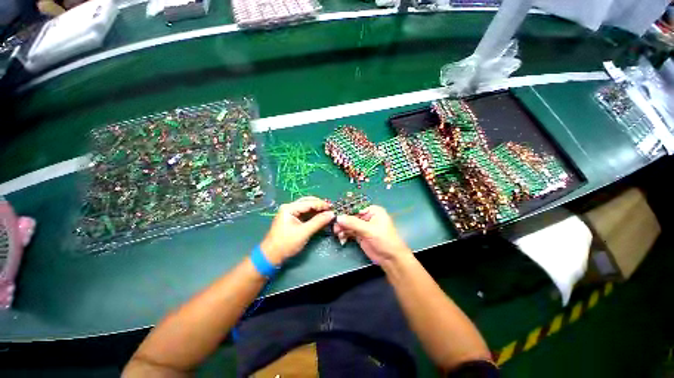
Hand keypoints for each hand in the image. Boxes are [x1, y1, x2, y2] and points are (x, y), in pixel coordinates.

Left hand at [261, 197, 334, 264]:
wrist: (271, 256)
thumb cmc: (286, 243)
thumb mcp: (304, 232)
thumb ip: (318, 222)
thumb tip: (332, 214)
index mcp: (290, 208)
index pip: (309, 202)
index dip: (322, 205)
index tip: (333, 208)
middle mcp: (290, 207)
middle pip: (308, 202)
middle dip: (320, 206)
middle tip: (331, 210)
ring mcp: (291, 213)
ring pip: (307, 207)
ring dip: (317, 210)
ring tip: (328, 213)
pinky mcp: (292, 219)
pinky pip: (305, 214)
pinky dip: (313, 215)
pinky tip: (321, 217)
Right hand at [333, 205, 411, 265]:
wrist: (390, 259)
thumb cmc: (384, 240)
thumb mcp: (369, 230)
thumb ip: (353, 223)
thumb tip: (338, 217)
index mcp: (373, 211)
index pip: (356, 208)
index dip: (346, 211)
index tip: (335, 215)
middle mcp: (367, 217)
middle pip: (351, 216)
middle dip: (343, 221)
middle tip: (335, 227)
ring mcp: (363, 226)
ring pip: (349, 224)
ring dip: (342, 228)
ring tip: (337, 233)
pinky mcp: (360, 235)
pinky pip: (349, 231)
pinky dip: (344, 234)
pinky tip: (341, 238)